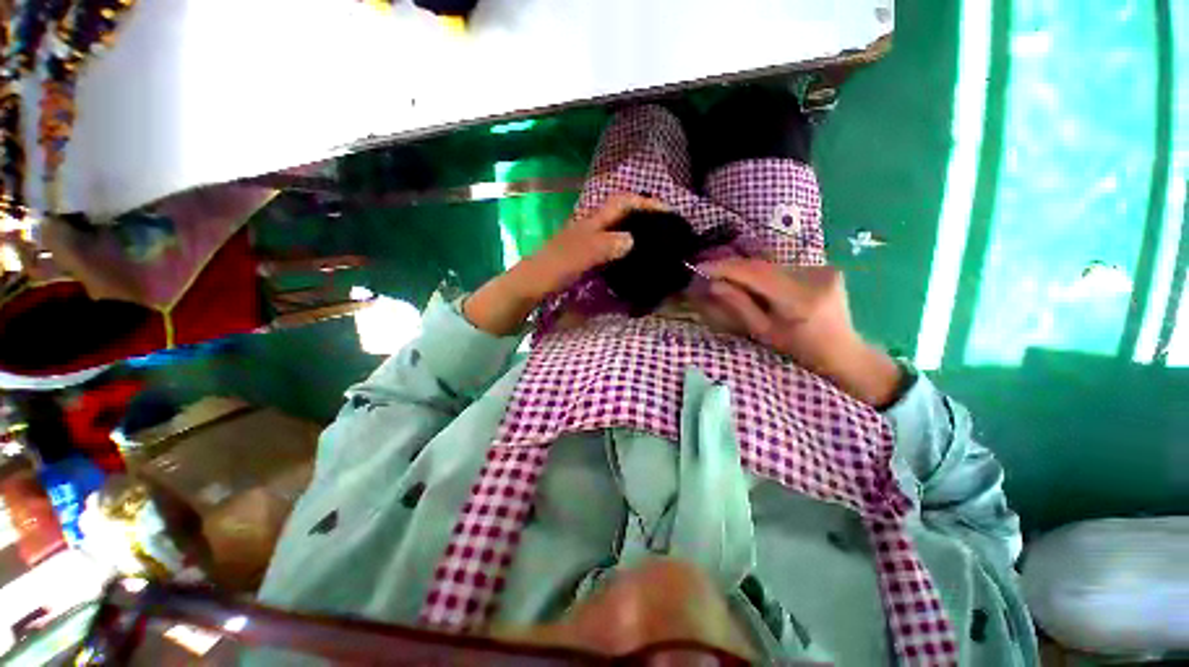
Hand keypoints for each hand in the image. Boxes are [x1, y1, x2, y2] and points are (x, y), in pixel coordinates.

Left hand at [463, 194, 665, 335]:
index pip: (622, 203)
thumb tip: (632, 239)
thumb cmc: (551, 269)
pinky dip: (628, 247)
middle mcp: (592, 227)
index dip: (645, 203)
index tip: (669, 212)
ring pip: (619, 229)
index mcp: (590, 223)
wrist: (529, 286)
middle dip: (646, 214)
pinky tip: (635, 258)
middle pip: (623, 212)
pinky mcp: (588, 256)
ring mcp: (589, 242)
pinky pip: (613, 246)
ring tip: (659, 241)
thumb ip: (602, 247)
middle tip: (669, 227)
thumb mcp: (576, 257)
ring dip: (638, 230)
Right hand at [692, 258, 902, 406]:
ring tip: (725, 276)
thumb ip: (739, 305)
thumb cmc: (800, 351)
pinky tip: (754, 282)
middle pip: (763, 265)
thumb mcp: (764, 332)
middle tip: (708, 269)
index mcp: (800, 298)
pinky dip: (764, 273)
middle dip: (733, 266)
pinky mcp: (824, 267)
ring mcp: (823, 268)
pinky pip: (783, 267)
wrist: (843, 352)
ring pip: (772, 264)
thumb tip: (714, 284)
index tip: (701, 266)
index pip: (756, 273)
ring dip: (747, 269)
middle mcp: (815, 275)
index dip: (726, 267)